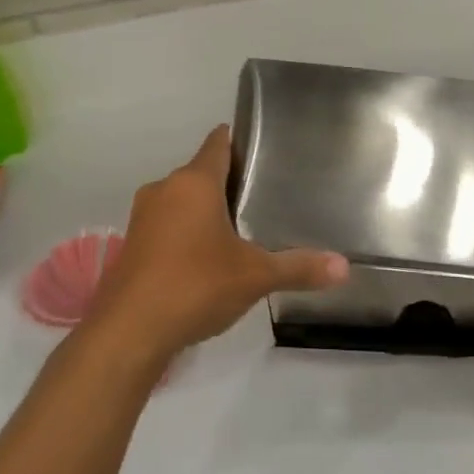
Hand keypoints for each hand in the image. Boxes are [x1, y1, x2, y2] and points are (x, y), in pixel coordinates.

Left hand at [87, 126, 348, 360]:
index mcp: (193, 182)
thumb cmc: (195, 286)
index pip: (218, 143)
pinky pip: (167, 225)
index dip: (240, 142)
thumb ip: (299, 268)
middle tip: (266, 196)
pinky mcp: (132, 244)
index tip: (265, 149)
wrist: (129, 331)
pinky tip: (208, 258)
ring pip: (182, 200)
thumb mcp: (255, 276)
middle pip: (201, 173)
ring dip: (206, 210)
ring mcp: (143, 217)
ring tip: (242, 228)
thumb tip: (344, 267)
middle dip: (230, 182)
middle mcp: (164, 189)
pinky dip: (187, 232)